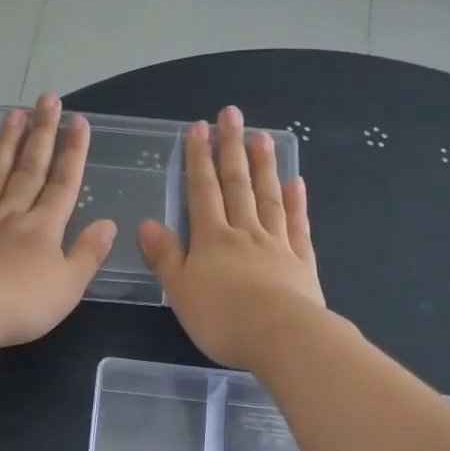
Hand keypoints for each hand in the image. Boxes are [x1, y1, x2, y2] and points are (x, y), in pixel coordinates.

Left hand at [0, 94, 115, 347]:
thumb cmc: (22, 303)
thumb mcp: (69, 285)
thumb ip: (89, 254)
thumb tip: (109, 224)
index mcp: (44, 228)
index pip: (63, 184)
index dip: (73, 153)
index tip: (79, 122)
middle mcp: (12, 214)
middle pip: (30, 168)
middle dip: (42, 133)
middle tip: (47, 99)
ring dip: (6, 142)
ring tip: (14, 113)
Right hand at [139, 106, 323, 368]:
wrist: (280, 336)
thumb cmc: (221, 317)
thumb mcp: (180, 290)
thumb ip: (166, 256)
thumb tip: (147, 223)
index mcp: (212, 239)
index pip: (202, 191)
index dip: (199, 159)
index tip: (198, 128)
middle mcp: (245, 232)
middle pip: (237, 184)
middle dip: (231, 149)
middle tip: (232, 114)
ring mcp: (277, 244)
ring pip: (269, 197)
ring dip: (264, 166)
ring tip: (262, 137)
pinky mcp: (302, 262)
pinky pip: (298, 225)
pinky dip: (297, 203)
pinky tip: (297, 183)